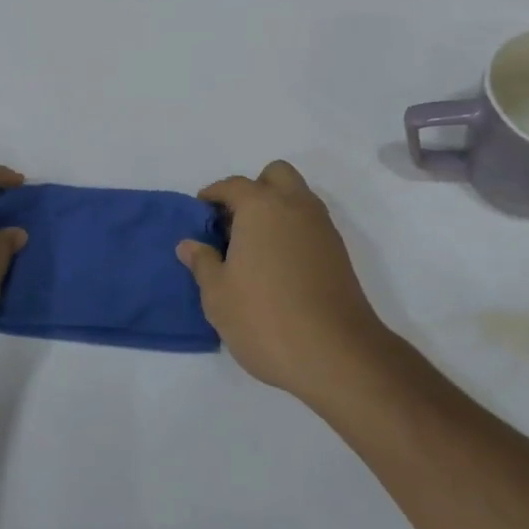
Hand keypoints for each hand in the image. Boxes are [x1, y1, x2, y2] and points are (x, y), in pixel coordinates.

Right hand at [175, 160, 389, 397]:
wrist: (336, 353)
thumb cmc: (265, 319)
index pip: (234, 185)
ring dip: (276, 208)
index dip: (214, 195)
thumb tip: (189, 244)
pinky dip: (292, 230)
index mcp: (262, 207)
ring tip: (253, 247)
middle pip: (276, 175)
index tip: (201, 212)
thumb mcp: (218, 296)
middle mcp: (295, 206)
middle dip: (254, 189)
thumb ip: (203, 263)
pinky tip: (277, 265)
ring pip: (298, 197)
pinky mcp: (338, 252)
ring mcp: (322, 228)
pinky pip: (310, 223)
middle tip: (234, 223)